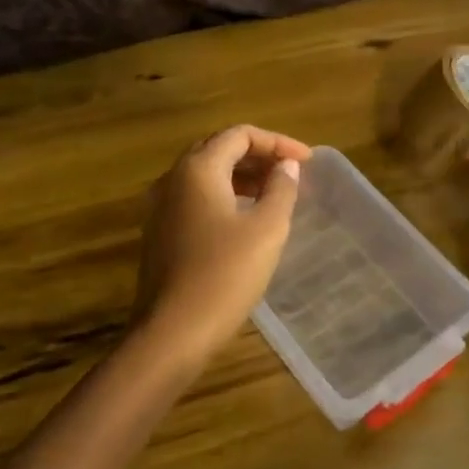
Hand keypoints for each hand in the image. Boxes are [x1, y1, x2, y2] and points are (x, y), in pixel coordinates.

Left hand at [133, 126, 312, 355]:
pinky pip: (196, 198)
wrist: (171, 333)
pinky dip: (225, 195)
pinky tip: (246, 218)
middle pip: (219, 149)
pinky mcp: (160, 233)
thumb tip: (286, 166)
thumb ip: (280, 189)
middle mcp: (173, 179)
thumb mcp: (266, 229)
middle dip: (258, 155)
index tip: (308, 161)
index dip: (277, 142)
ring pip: (206, 175)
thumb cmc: (224, 275)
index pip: (239, 135)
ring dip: (242, 176)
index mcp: (197, 169)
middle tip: (291, 171)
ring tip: (275, 192)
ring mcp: (161, 207)